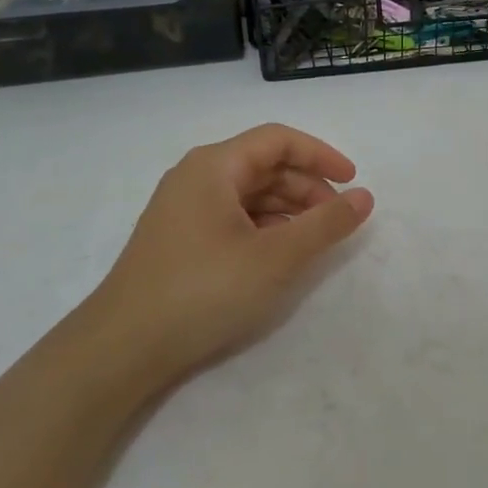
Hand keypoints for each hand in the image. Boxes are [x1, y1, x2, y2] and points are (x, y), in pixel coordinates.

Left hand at [78, 124, 373, 388]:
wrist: (123, 347)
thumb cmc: (204, 290)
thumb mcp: (276, 257)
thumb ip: (325, 224)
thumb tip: (364, 197)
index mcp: (214, 166)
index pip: (278, 140)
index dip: (321, 155)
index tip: (353, 182)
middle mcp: (195, 177)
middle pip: (263, 165)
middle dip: (307, 187)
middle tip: (337, 219)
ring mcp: (183, 209)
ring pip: (248, 194)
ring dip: (287, 210)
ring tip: (313, 240)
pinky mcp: (179, 239)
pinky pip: (232, 217)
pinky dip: (264, 228)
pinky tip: (278, 255)